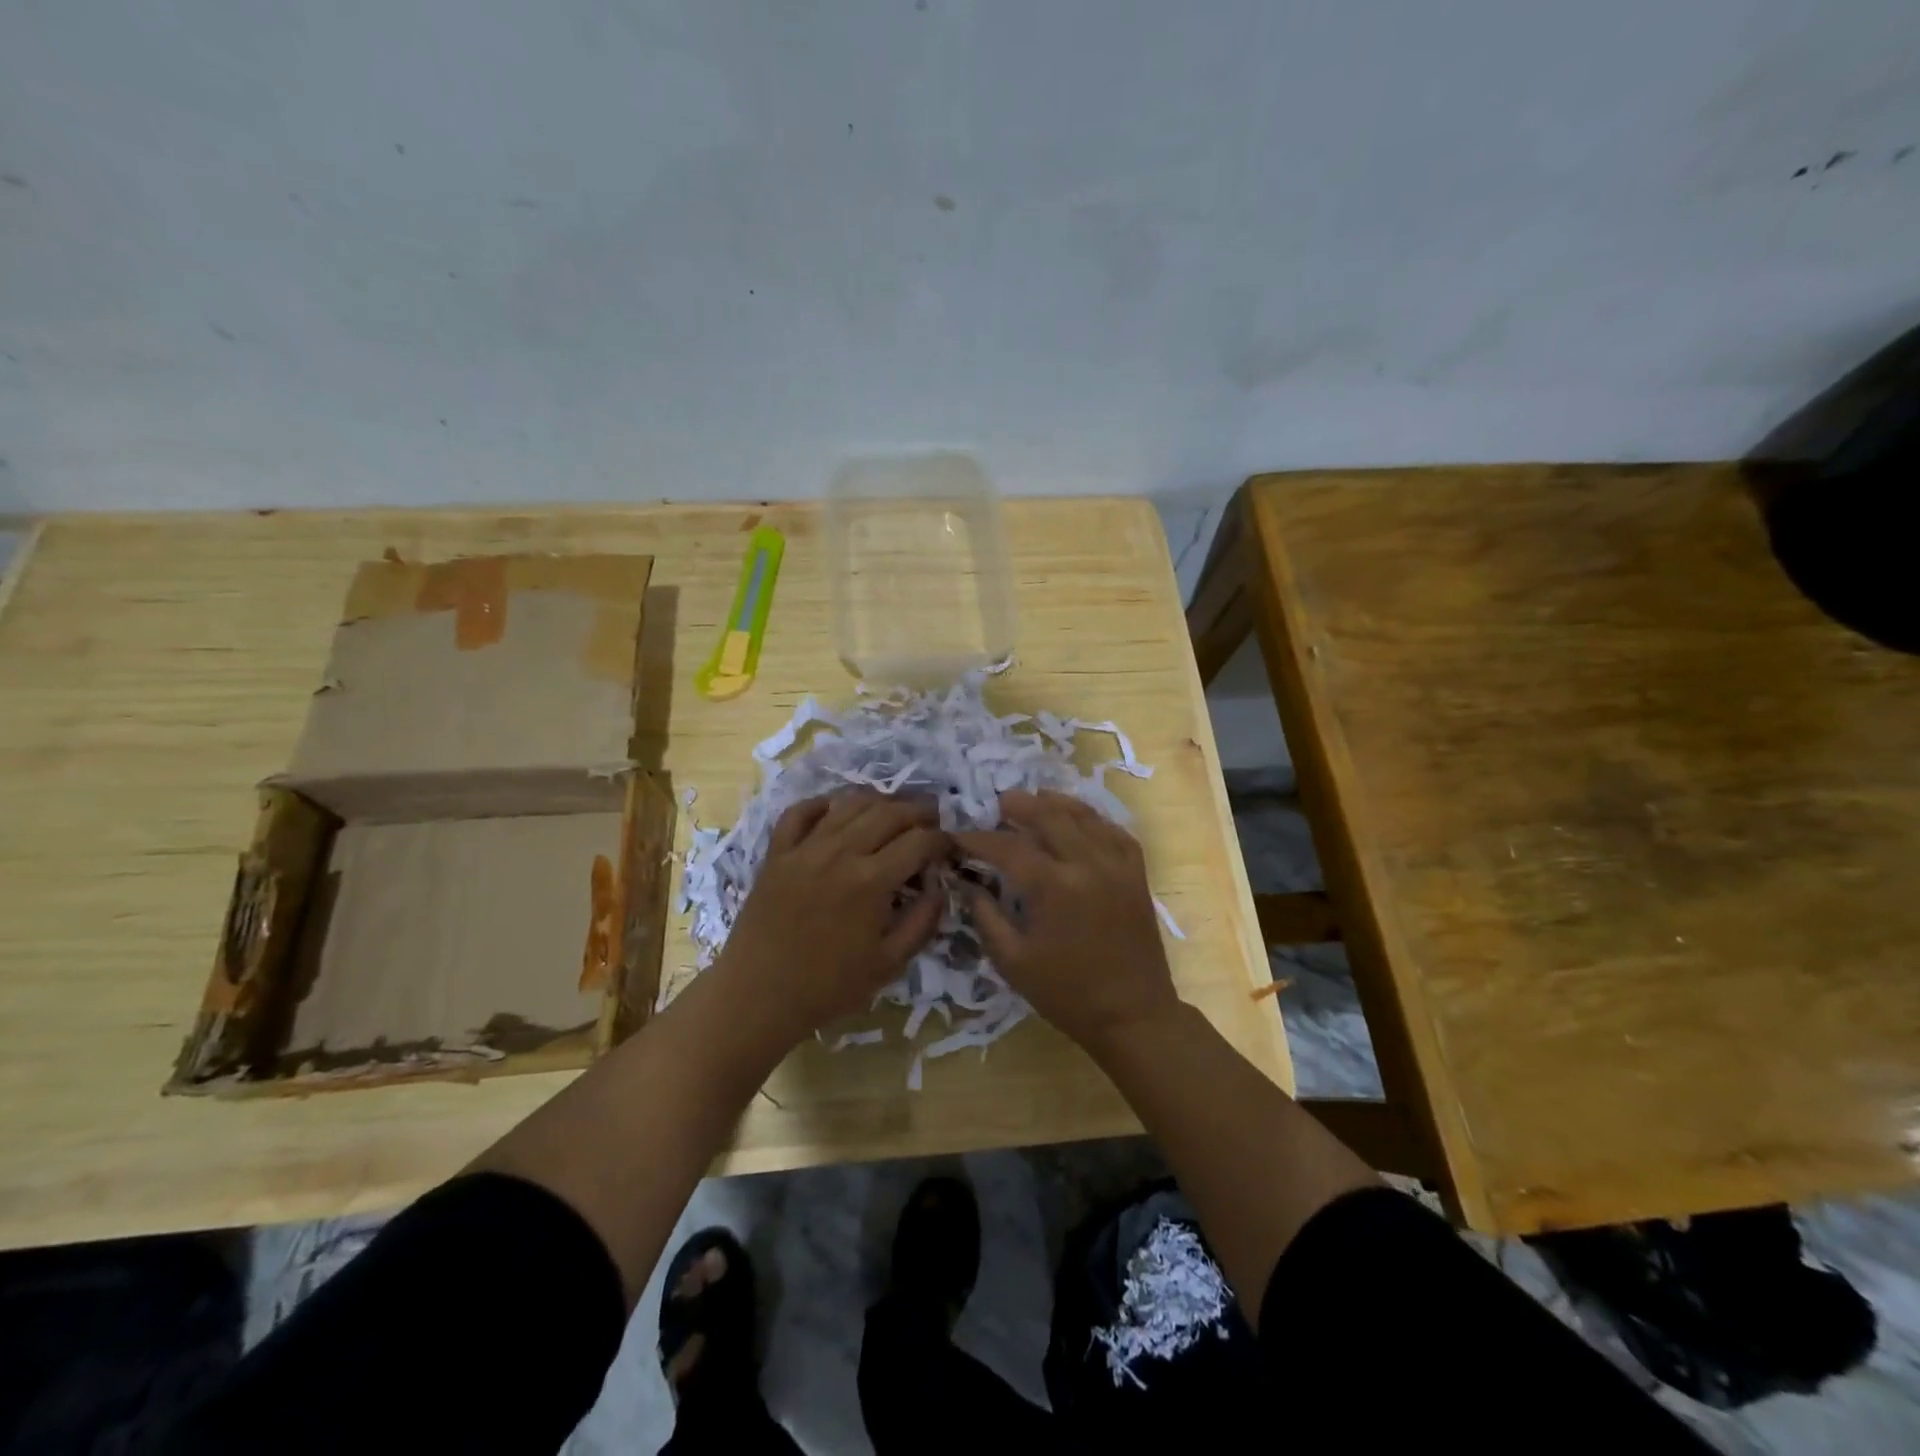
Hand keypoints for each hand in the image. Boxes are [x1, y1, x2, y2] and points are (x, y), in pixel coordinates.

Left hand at [715, 791, 949, 1046]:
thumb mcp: (888, 964)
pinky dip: (822, 804)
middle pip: (889, 812)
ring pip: (849, 804)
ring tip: (893, 812)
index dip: (942, 840)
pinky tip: (836, 809)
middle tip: (931, 820)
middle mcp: (841, 852)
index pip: (919, 842)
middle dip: (918, 812)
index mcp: (871, 881)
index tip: (950, 847)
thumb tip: (939, 888)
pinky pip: (800, 812)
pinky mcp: (777, 852)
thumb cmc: (828, 987)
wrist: (758, 996)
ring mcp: (805, 848)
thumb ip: (922, 922)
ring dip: (879, 802)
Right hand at [954, 791, 1180, 1052]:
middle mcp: (1087, 864)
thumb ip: (985, 916)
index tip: (957, 835)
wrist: (1132, 1015)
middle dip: (1017, 806)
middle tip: (996, 804)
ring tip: (1031, 800)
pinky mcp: (1136, 872)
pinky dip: (1091, 818)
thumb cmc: (1066, 993)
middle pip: (1048, 815)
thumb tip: (966, 882)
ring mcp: (1117, 864)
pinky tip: (1076, 818)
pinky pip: (1113, 830)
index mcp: (1053, 887)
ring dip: (1054, 803)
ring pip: (1083, 815)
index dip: (978, 839)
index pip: (1008, 847)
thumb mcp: (1013, 961)